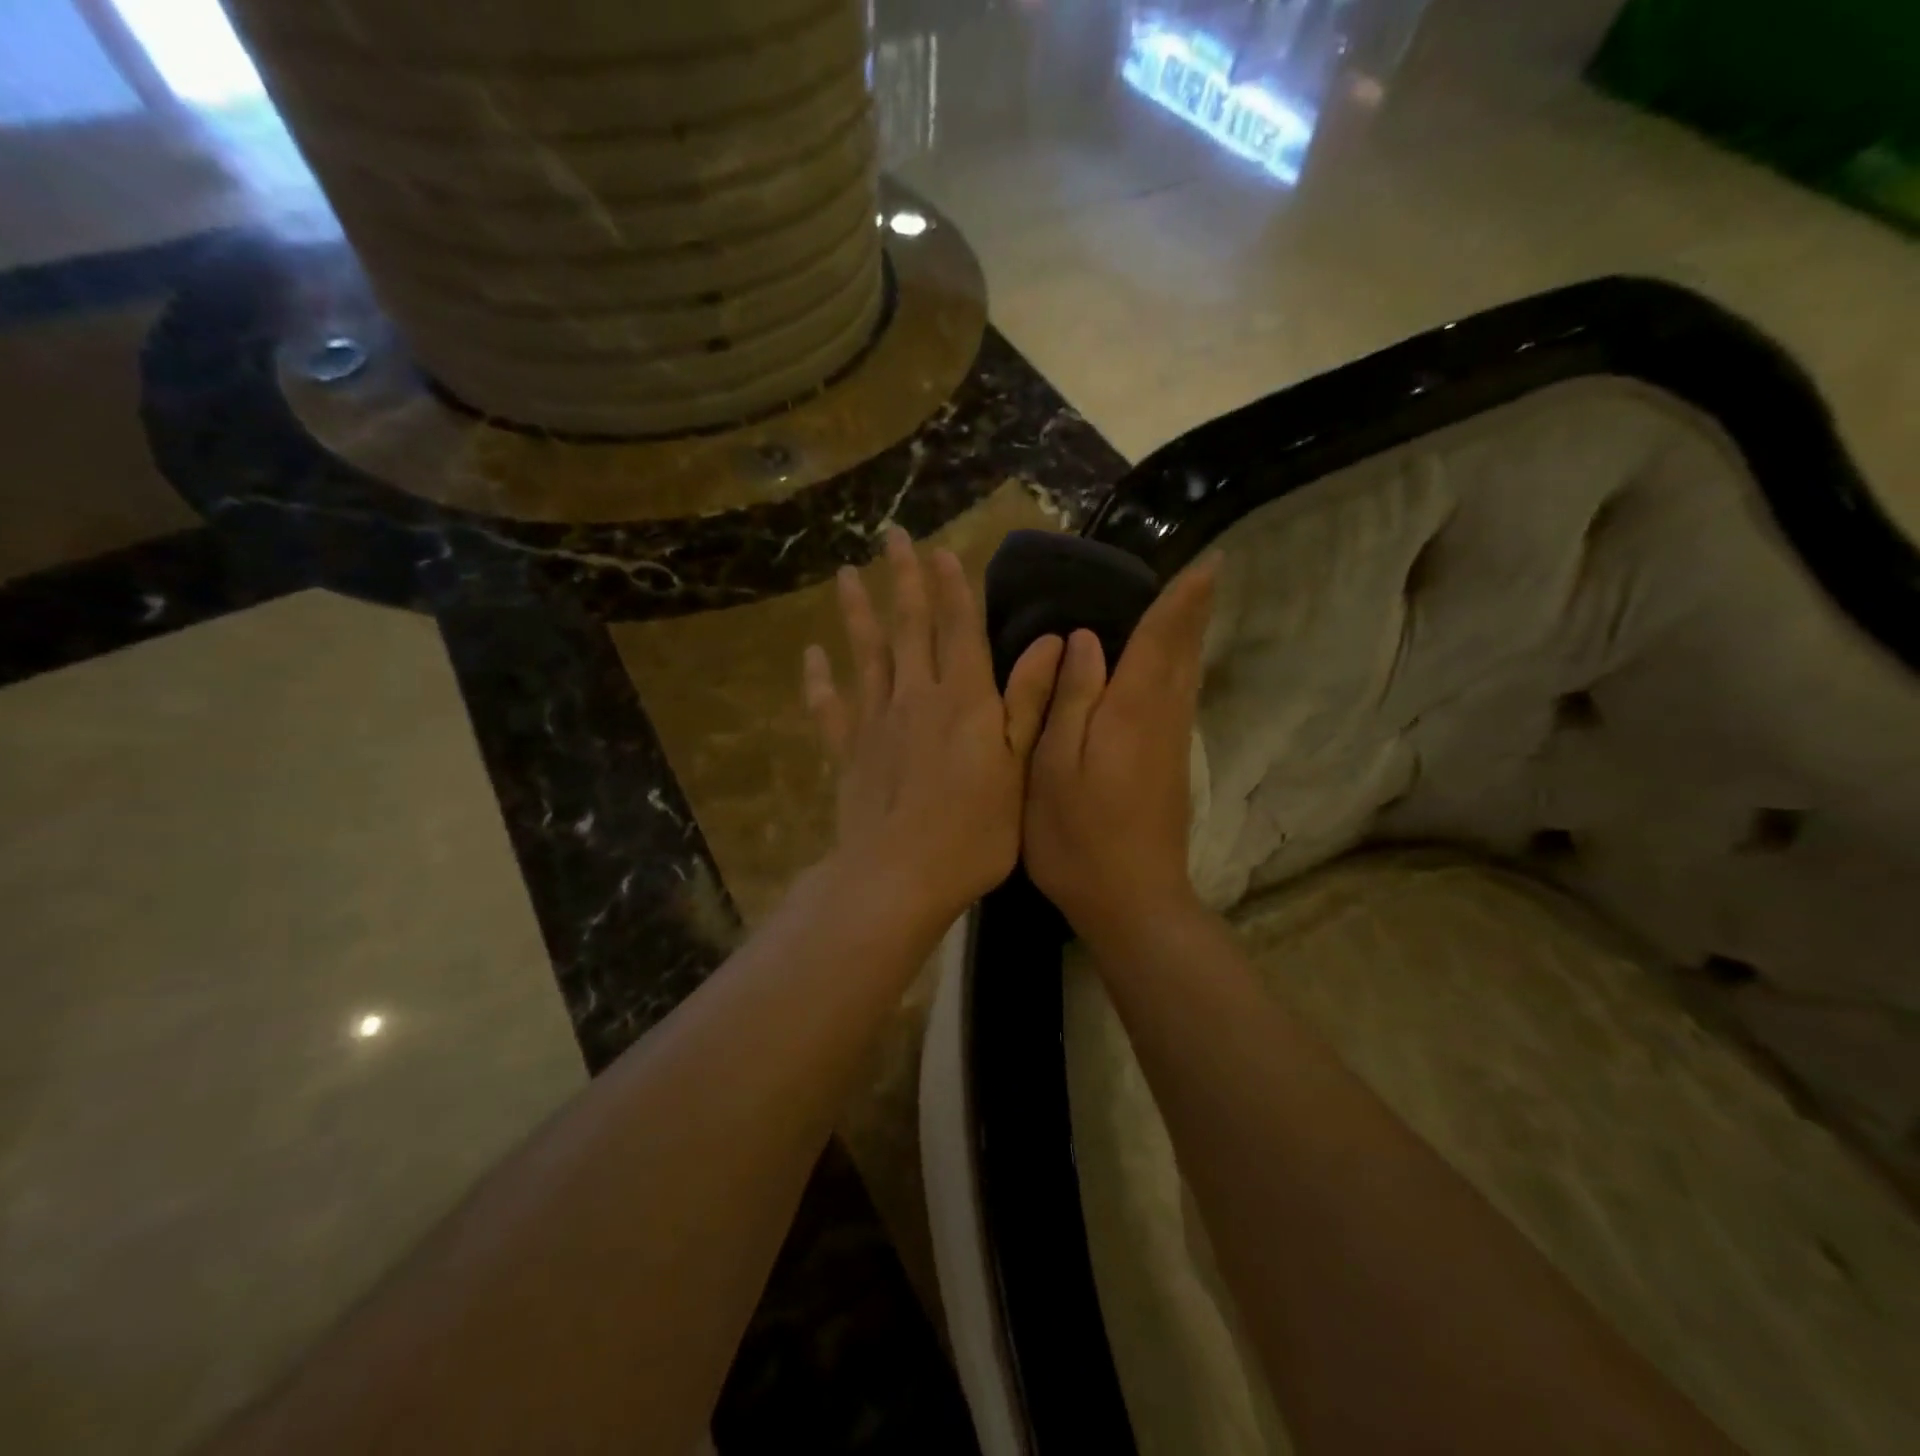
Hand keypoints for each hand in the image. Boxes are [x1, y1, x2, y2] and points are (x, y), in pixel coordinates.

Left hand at [805, 527, 1064, 932]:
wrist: (900, 875)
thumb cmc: (975, 829)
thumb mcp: (1018, 767)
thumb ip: (1029, 702)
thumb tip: (1052, 642)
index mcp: (964, 699)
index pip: (958, 628)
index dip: (952, 586)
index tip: (940, 548)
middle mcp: (916, 696)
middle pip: (908, 626)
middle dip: (902, 579)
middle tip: (891, 535)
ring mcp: (875, 721)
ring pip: (865, 654)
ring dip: (856, 612)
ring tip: (846, 575)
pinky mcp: (847, 750)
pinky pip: (829, 707)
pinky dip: (819, 680)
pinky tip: (811, 656)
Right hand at [1023, 553, 1218, 944]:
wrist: (1132, 900)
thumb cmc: (1078, 835)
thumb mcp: (1055, 766)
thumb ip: (1070, 699)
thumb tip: (1085, 641)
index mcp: (1133, 710)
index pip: (1162, 638)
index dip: (1182, 599)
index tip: (1209, 561)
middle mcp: (1163, 718)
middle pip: (1184, 653)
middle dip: (1194, 611)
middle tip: (1205, 573)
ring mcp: (1171, 745)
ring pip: (1186, 676)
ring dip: (1189, 637)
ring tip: (1188, 605)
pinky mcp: (1170, 766)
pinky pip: (1178, 698)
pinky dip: (1178, 669)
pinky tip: (1166, 668)